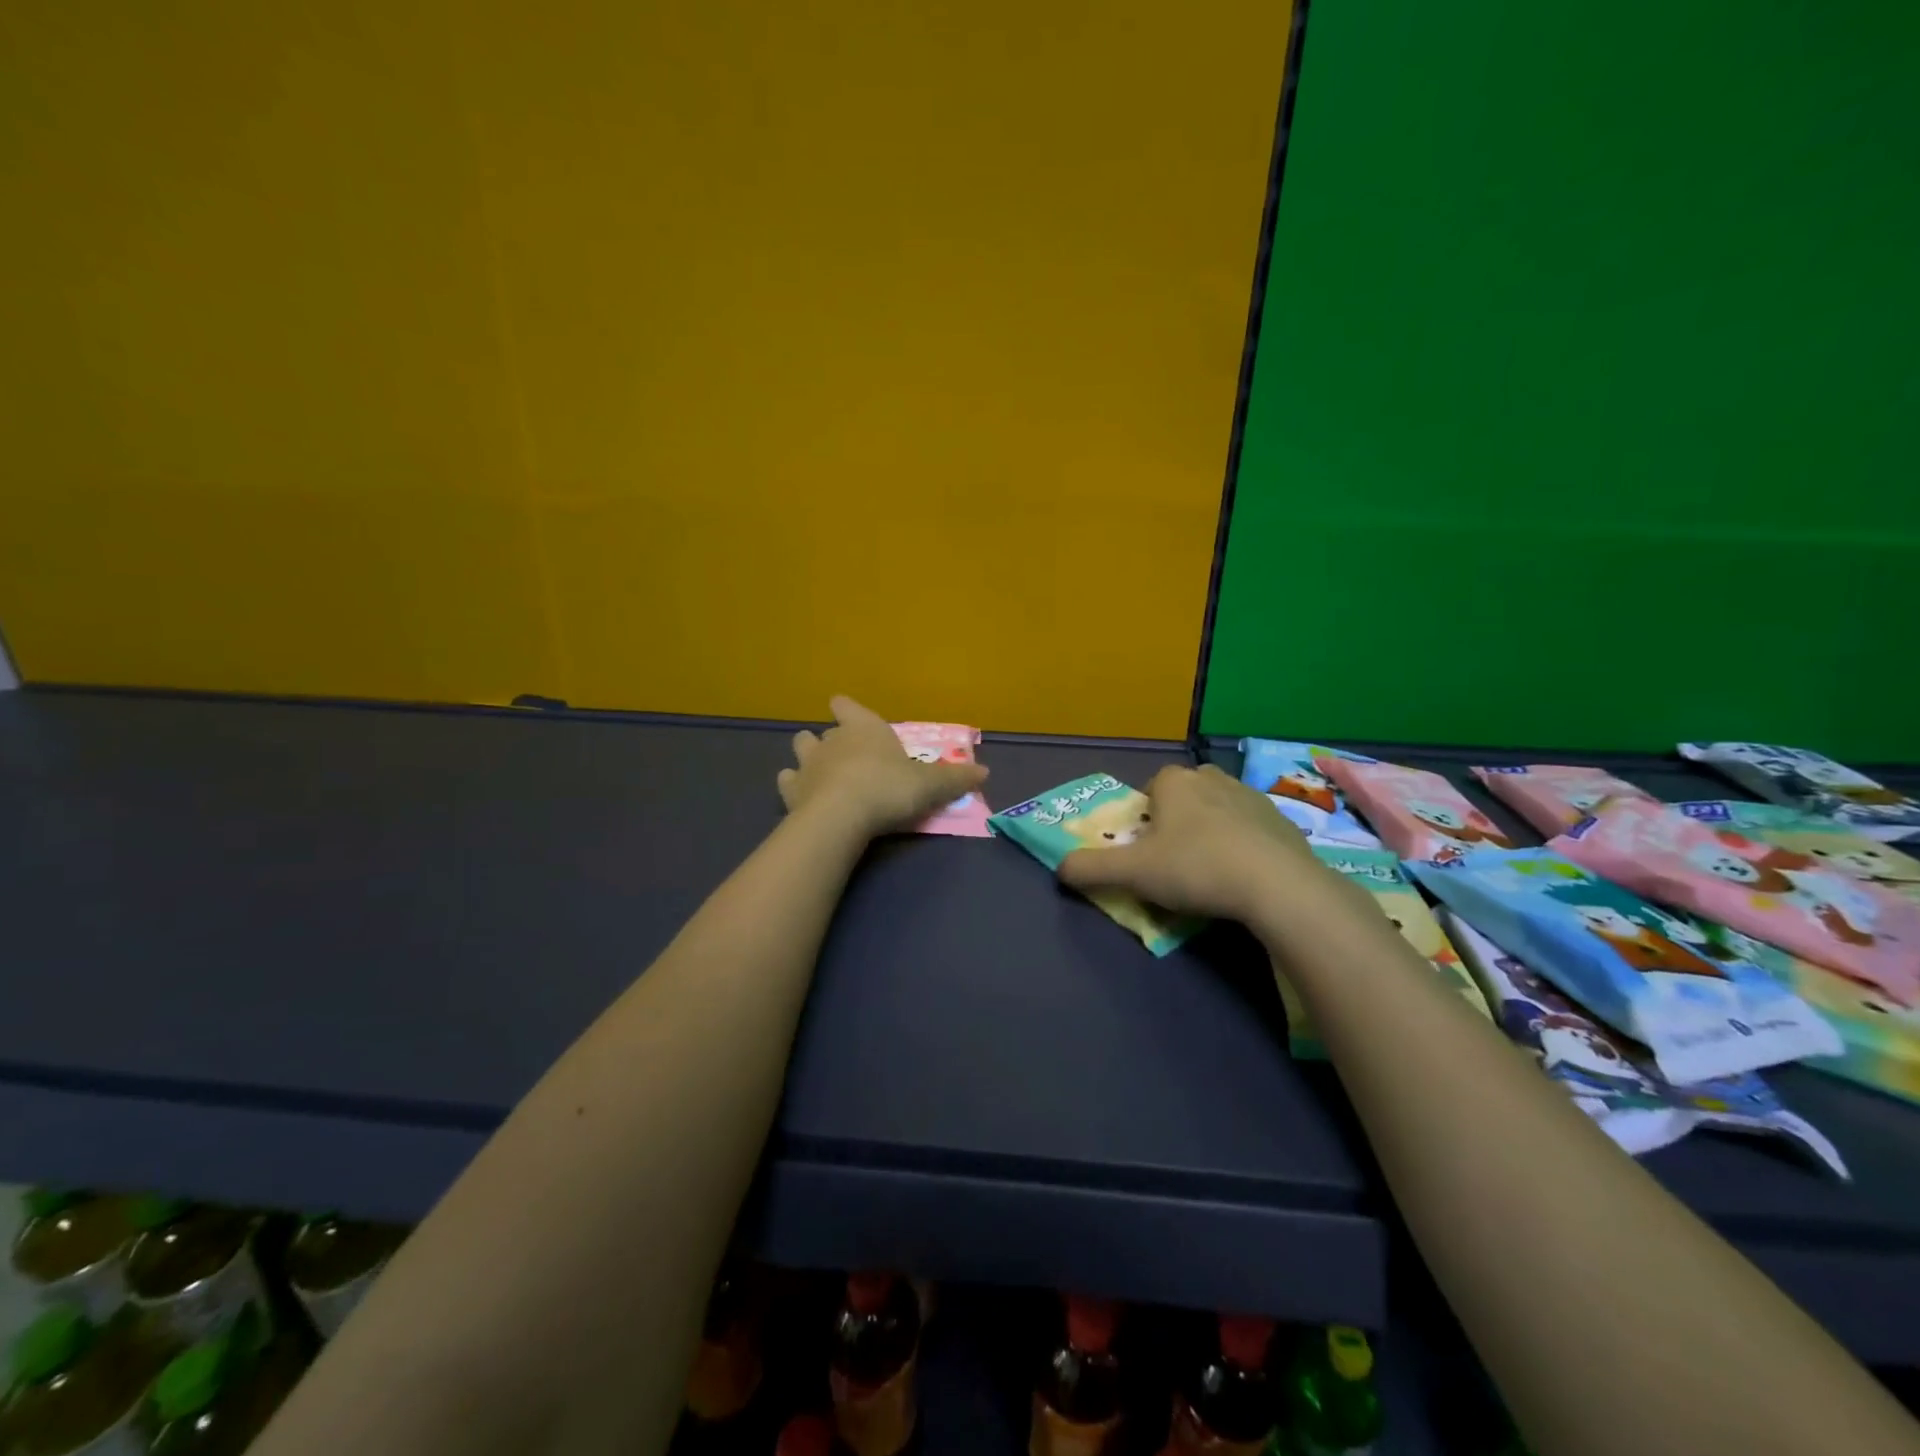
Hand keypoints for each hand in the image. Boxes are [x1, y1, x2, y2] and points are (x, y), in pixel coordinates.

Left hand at [778, 697, 988, 839]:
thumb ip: (956, 778)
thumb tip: (986, 772)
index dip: (847, 709)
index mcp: (864, 727)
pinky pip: (787, 781)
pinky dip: (794, 786)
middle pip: (822, 730)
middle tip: (848, 758)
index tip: (848, 714)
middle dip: (831, 740)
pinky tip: (803, 797)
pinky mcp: (790, 791)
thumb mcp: (931, 785)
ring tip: (821, 775)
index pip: (846, 705)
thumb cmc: (889, 788)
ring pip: (801, 749)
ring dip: (809, 759)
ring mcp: (807, 764)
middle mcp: (831, 739)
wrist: (841, 816)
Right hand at [1058, 764, 1349, 928]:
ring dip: (1213, 829)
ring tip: (1211, 869)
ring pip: (1221, 807)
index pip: (1152, 786)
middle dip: (1180, 817)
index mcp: (1175, 782)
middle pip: (1187, 793)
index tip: (1146, 846)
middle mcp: (1213, 779)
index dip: (1146, 815)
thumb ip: (1091, 868)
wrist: (1277, 885)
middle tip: (1176, 857)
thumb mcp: (1132, 873)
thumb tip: (1060, 868)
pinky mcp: (1285, 821)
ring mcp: (1253, 797)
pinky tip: (1245, 876)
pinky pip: (1254, 828)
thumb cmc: (1195, 867)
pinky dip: (1245, 844)